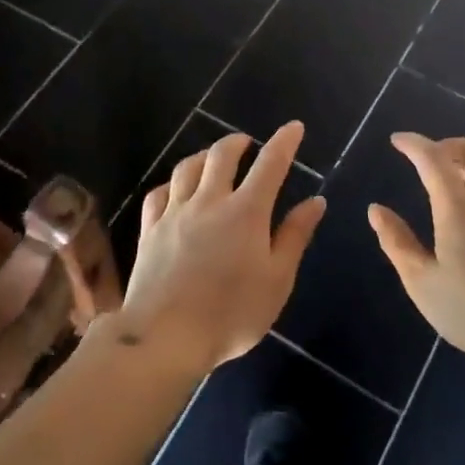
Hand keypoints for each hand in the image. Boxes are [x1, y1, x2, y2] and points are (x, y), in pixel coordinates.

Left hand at [116, 121, 326, 377]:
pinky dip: (172, 183)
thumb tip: (315, 201)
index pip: (270, 165)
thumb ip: (294, 236)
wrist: (166, 336)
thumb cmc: (232, 314)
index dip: (284, 142)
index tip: (293, 127)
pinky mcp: (150, 229)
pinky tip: (175, 189)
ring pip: (187, 167)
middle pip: (221, 155)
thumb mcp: (277, 280)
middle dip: (237, 142)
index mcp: (246, 212)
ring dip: (204, 155)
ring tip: (212, 158)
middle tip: (247, 143)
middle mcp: (209, 201)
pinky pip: (159, 193)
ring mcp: (175, 213)